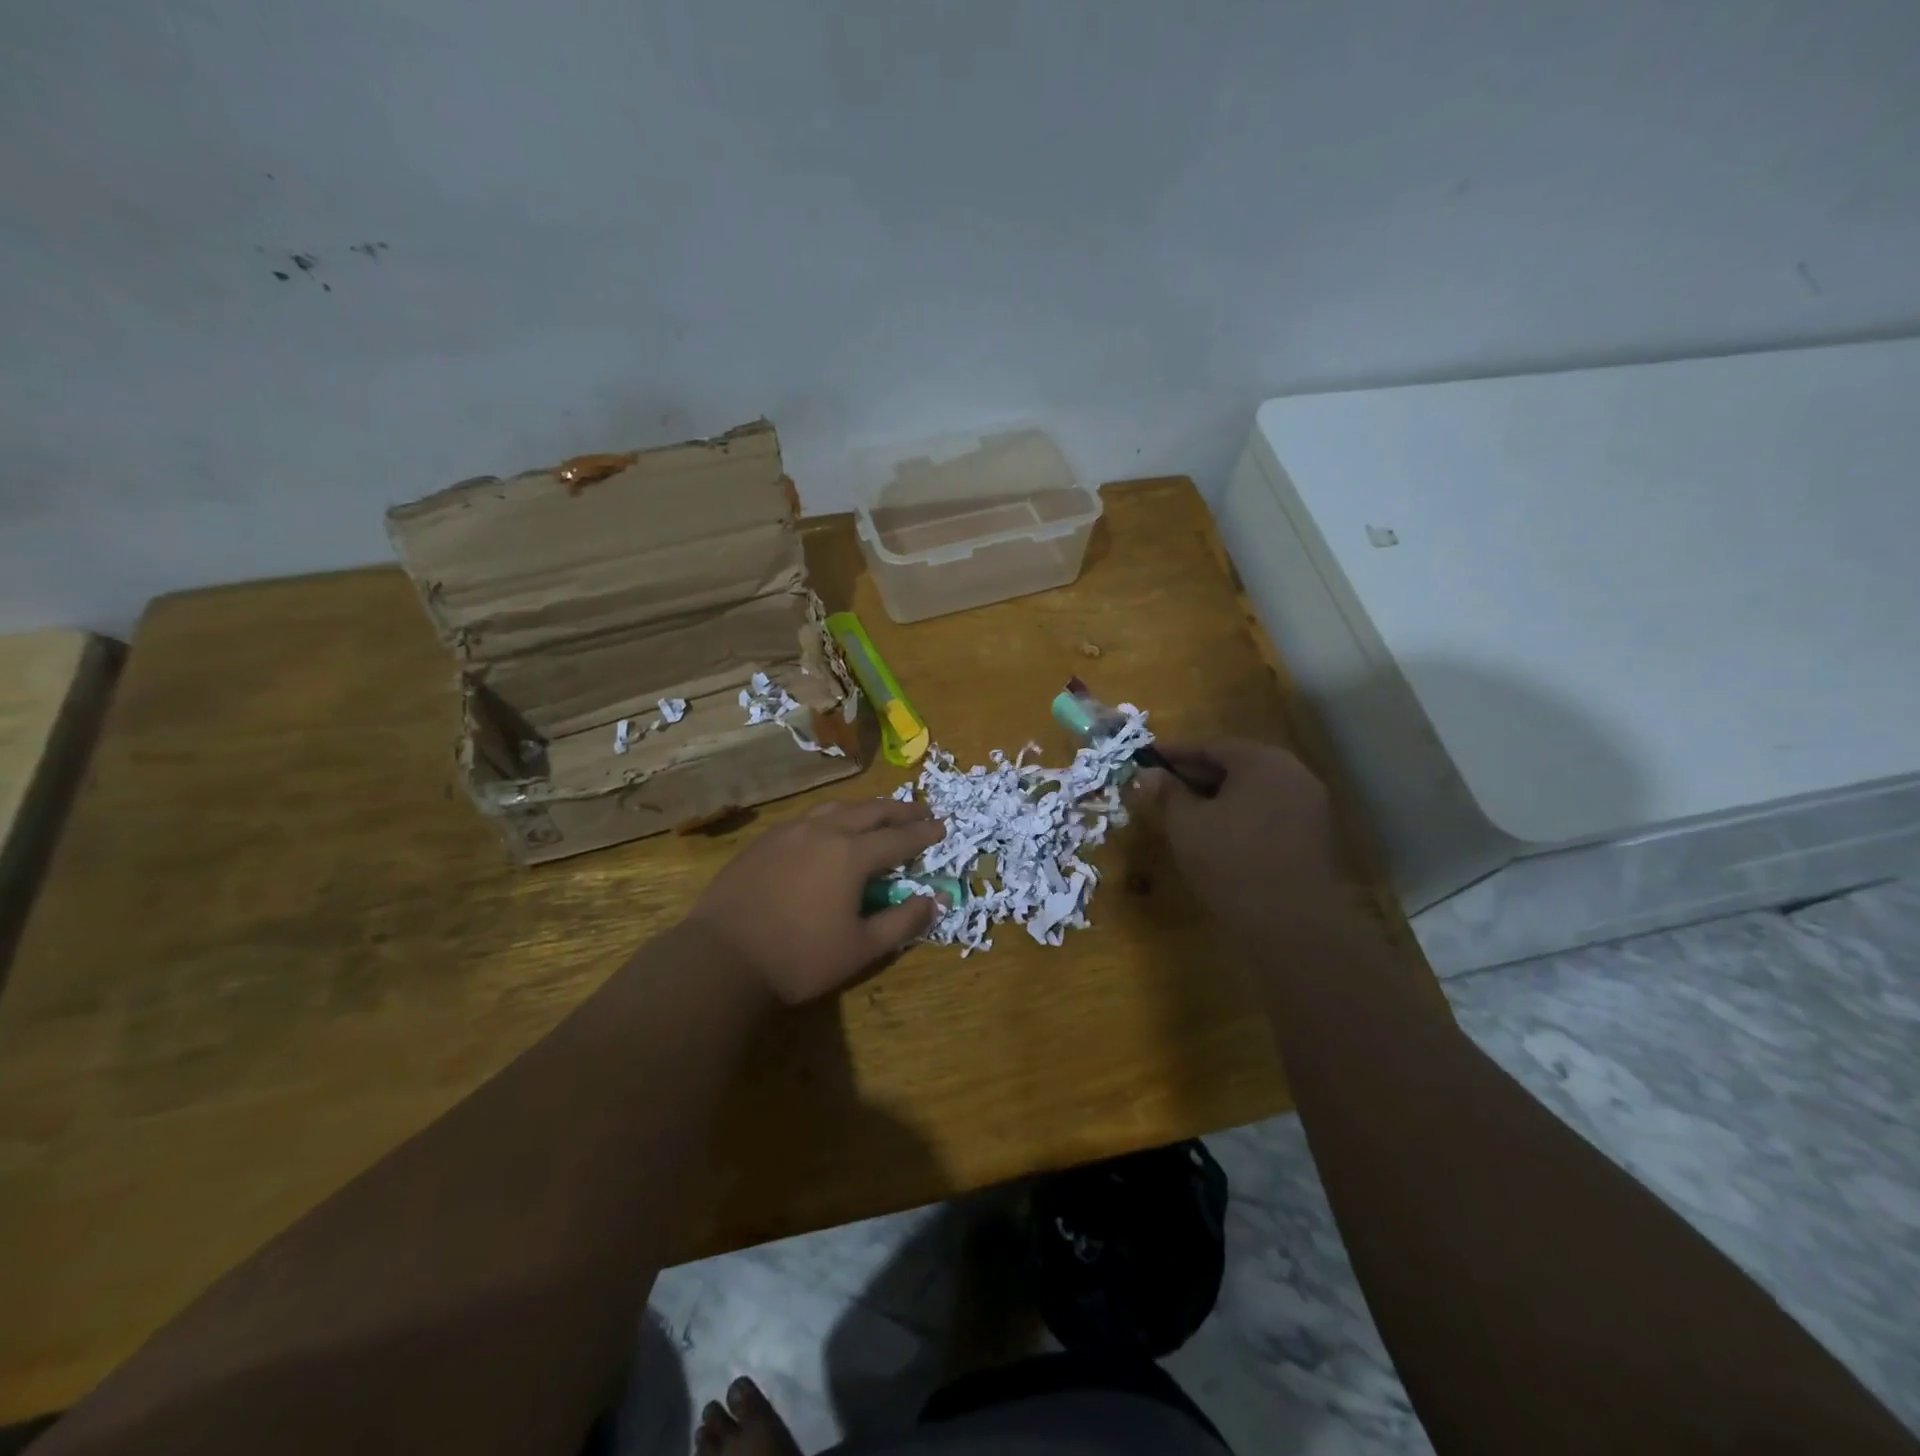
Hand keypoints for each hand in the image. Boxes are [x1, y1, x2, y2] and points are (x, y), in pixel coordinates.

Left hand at [687, 799, 945, 1004]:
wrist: (722, 957)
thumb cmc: (799, 957)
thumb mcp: (861, 948)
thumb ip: (902, 922)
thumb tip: (934, 901)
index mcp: (851, 854)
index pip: (898, 838)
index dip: (923, 833)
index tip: (943, 827)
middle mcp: (824, 831)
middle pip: (870, 811)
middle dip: (900, 810)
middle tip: (922, 811)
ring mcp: (790, 831)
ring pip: (837, 808)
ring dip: (866, 808)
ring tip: (880, 813)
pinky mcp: (765, 840)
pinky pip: (809, 817)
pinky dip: (834, 816)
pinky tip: (831, 828)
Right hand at [1135, 738, 1341, 934]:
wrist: (1291, 922)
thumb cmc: (1230, 861)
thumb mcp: (1186, 824)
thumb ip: (1167, 793)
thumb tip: (1147, 774)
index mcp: (1262, 761)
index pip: (1210, 746)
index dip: (1174, 753)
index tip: (1146, 758)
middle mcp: (1292, 773)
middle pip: (1236, 765)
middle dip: (1196, 774)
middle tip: (1162, 786)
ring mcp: (1309, 805)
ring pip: (1253, 790)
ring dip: (1218, 796)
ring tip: (1184, 812)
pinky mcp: (1314, 835)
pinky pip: (1269, 812)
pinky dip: (1241, 815)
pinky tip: (1217, 834)